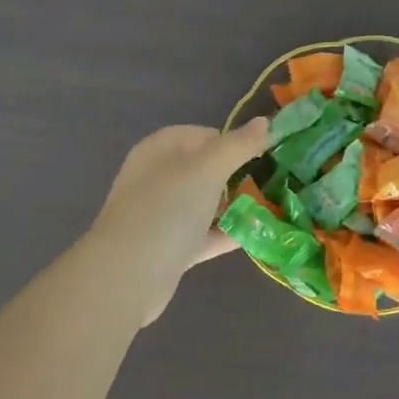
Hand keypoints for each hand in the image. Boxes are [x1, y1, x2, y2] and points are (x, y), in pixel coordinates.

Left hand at [79, 120, 269, 326]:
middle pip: (206, 170)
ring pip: (205, 203)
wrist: (127, 276)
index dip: (234, 143)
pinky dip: (225, 233)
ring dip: (234, 206)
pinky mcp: (168, 247)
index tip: (264, 157)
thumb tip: (264, 121)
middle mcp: (158, 177)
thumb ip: (239, 145)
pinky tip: (255, 237)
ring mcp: (161, 213)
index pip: (205, 135)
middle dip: (237, 177)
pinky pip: (203, 234)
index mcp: (161, 148)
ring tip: (270, 210)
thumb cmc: (167, 208)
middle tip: (270, 184)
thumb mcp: (208, 168)